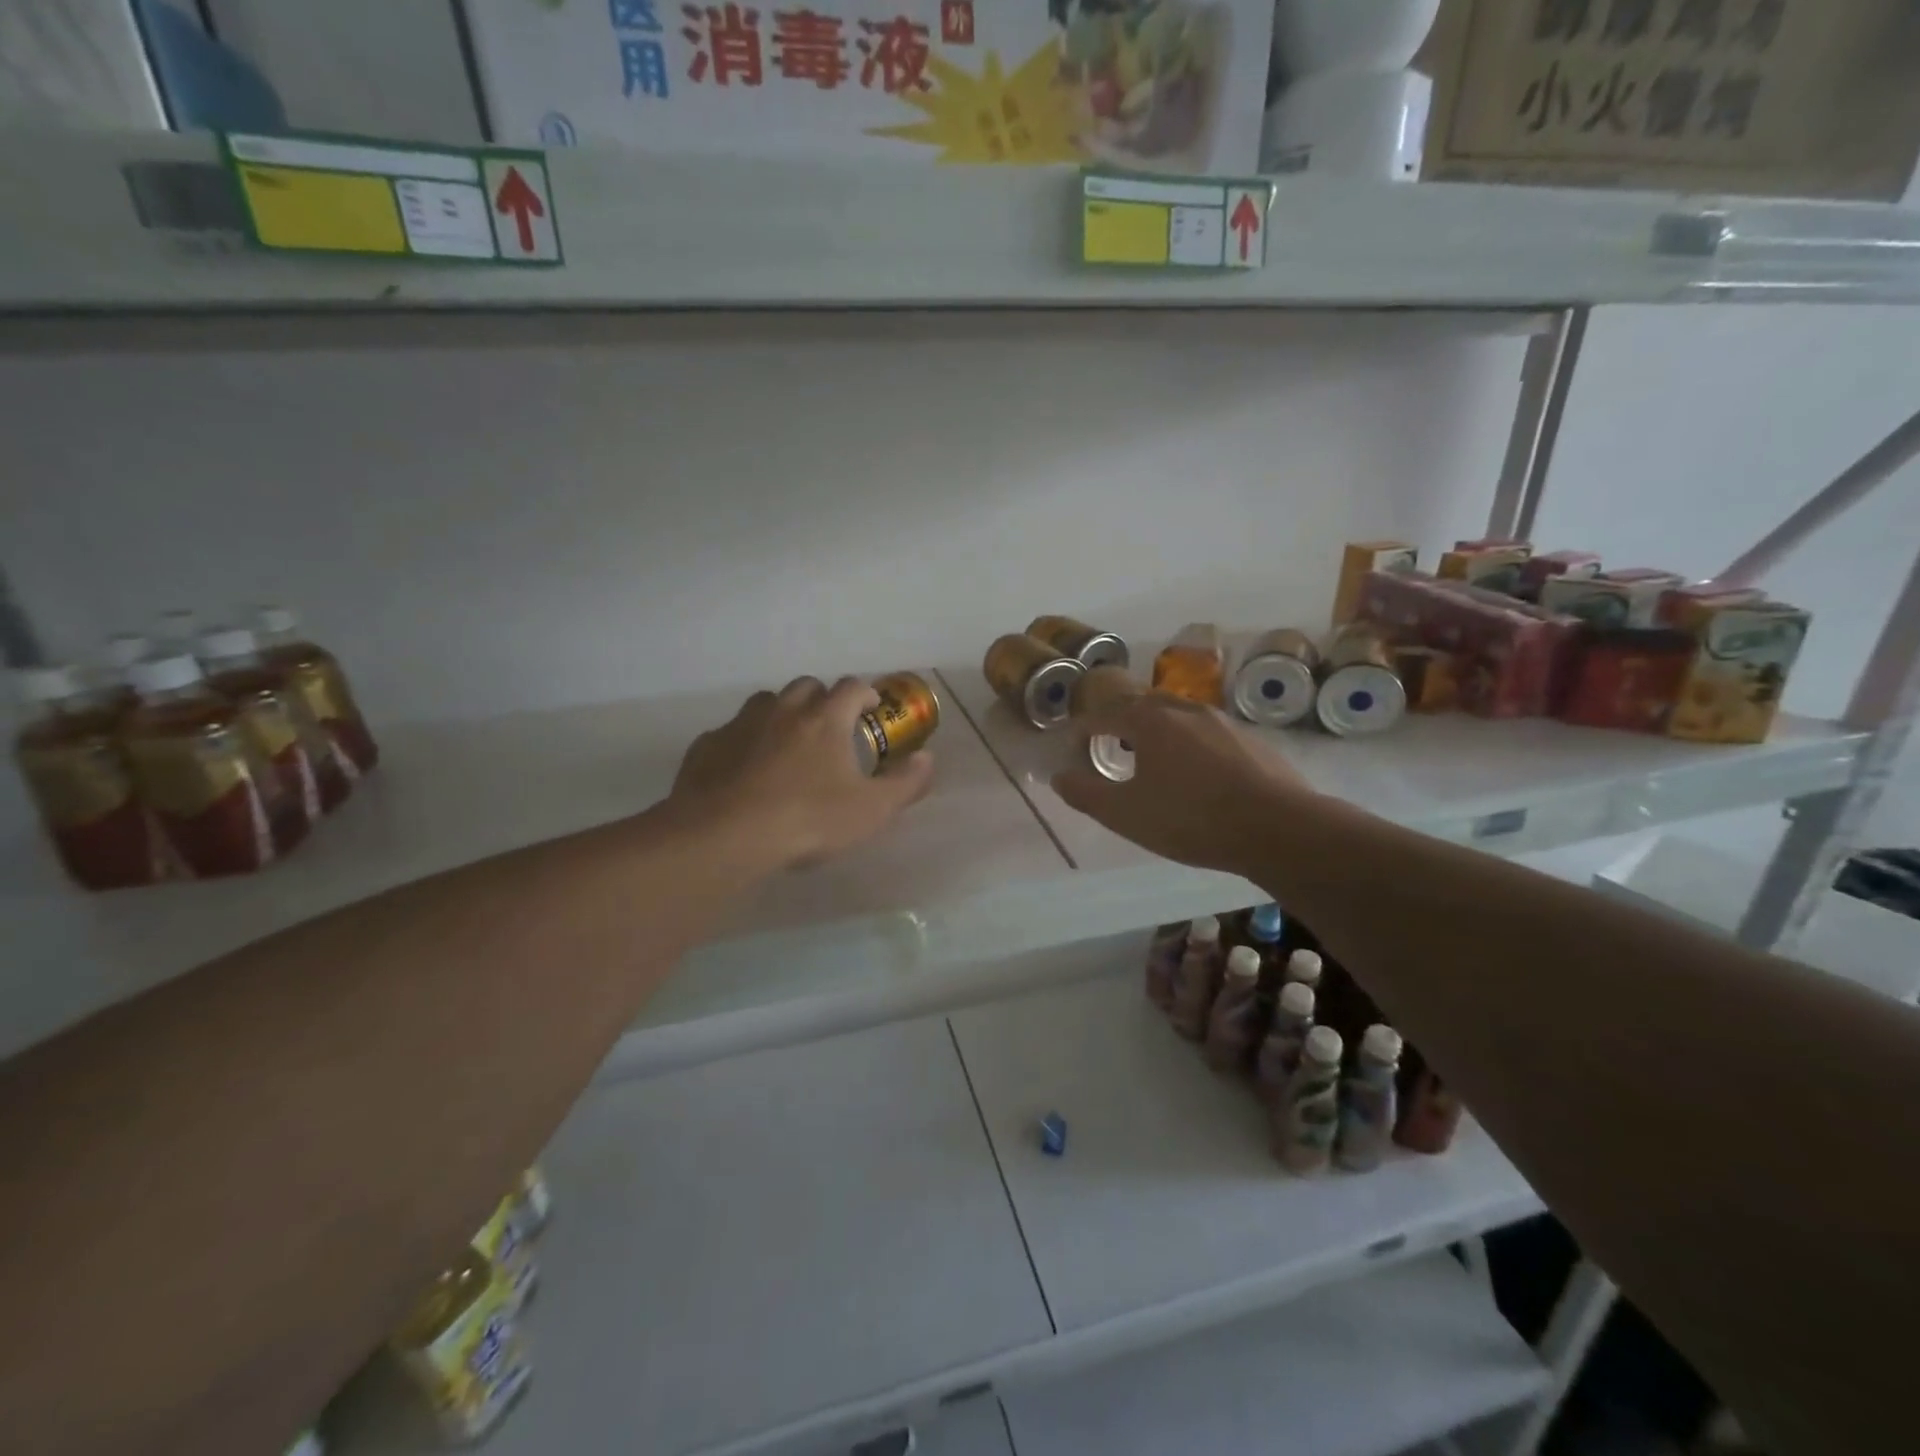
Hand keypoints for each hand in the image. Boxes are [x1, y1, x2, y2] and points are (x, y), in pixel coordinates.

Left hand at [672, 676, 934, 870]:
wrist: (725, 835)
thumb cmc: (808, 819)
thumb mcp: (871, 810)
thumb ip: (905, 783)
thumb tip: (927, 758)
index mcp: (825, 718)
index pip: (851, 687)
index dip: (865, 694)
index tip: (871, 709)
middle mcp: (783, 710)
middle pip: (806, 686)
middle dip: (822, 699)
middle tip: (830, 727)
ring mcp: (741, 724)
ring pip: (766, 703)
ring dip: (782, 714)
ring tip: (788, 743)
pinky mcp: (708, 745)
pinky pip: (731, 733)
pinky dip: (744, 742)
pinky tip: (745, 769)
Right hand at [1051, 692, 1308, 874]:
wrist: (1278, 827)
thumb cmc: (1191, 819)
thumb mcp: (1125, 814)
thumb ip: (1086, 794)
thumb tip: (1058, 777)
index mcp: (1150, 721)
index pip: (1105, 714)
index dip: (1085, 729)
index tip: (1075, 745)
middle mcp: (1185, 711)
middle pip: (1144, 704)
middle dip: (1122, 721)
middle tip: (1111, 745)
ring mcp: (1223, 723)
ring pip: (1179, 716)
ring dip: (1158, 730)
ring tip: (1152, 758)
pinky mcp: (1251, 742)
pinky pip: (1208, 733)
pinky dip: (1190, 744)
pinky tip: (1198, 774)